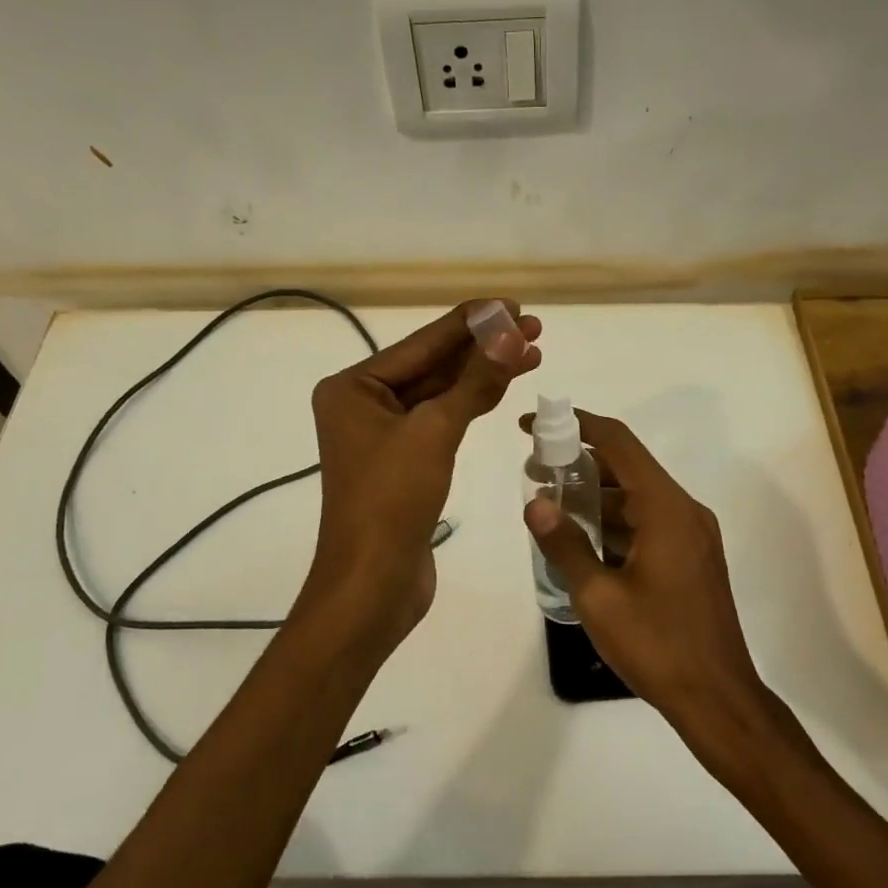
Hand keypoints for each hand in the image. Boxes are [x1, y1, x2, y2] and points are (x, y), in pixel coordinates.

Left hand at [303, 300, 540, 650]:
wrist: (373, 584)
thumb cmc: (391, 500)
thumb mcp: (434, 432)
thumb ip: (474, 381)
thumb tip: (509, 332)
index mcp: (353, 387)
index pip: (422, 343)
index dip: (471, 322)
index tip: (513, 304)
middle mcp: (363, 404)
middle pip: (432, 365)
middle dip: (482, 347)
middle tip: (533, 327)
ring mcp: (383, 435)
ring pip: (440, 393)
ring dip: (482, 374)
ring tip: (531, 351)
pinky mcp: (403, 462)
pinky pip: (441, 420)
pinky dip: (471, 405)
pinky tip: (502, 387)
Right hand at [520, 409, 768, 737]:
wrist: (718, 699)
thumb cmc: (657, 645)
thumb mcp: (598, 596)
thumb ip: (565, 544)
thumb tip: (535, 503)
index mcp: (666, 508)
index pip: (618, 443)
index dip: (575, 426)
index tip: (533, 426)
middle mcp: (684, 511)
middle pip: (627, 468)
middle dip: (579, 464)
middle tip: (533, 471)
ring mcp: (691, 535)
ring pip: (636, 498)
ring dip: (595, 496)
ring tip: (549, 505)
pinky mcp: (691, 558)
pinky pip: (648, 523)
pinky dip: (614, 522)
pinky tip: (582, 538)